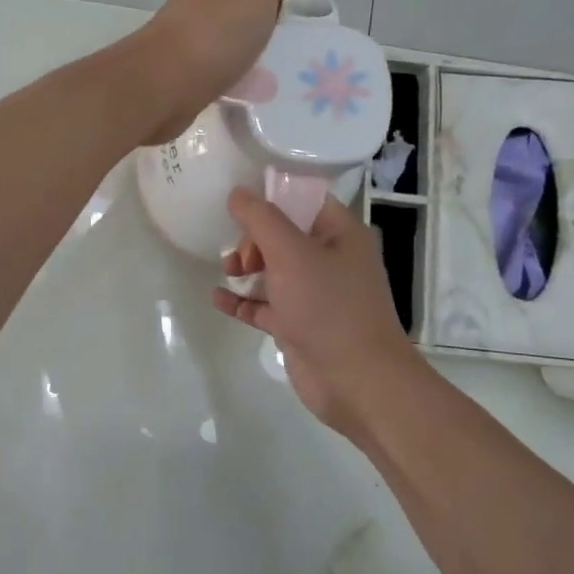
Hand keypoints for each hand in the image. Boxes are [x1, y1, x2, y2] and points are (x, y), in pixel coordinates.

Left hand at [135, 0, 321, 144]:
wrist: (165, 82)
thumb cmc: (216, 30)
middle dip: (277, 2)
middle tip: (306, 23)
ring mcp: (195, 35)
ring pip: (237, 28)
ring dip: (260, 36)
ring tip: (288, 57)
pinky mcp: (191, 70)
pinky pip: (228, 61)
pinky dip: (246, 66)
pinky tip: (259, 82)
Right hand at [211, 189, 428, 442]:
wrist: (356, 381)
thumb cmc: (328, 306)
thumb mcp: (291, 253)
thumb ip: (261, 219)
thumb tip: (237, 193)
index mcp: (341, 234)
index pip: (304, 201)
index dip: (272, 198)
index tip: (238, 202)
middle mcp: (331, 261)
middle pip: (284, 235)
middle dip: (255, 239)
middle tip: (240, 256)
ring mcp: (315, 295)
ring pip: (274, 271)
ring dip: (246, 267)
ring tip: (227, 271)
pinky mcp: (299, 326)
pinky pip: (265, 306)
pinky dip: (243, 301)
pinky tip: (217, 298)